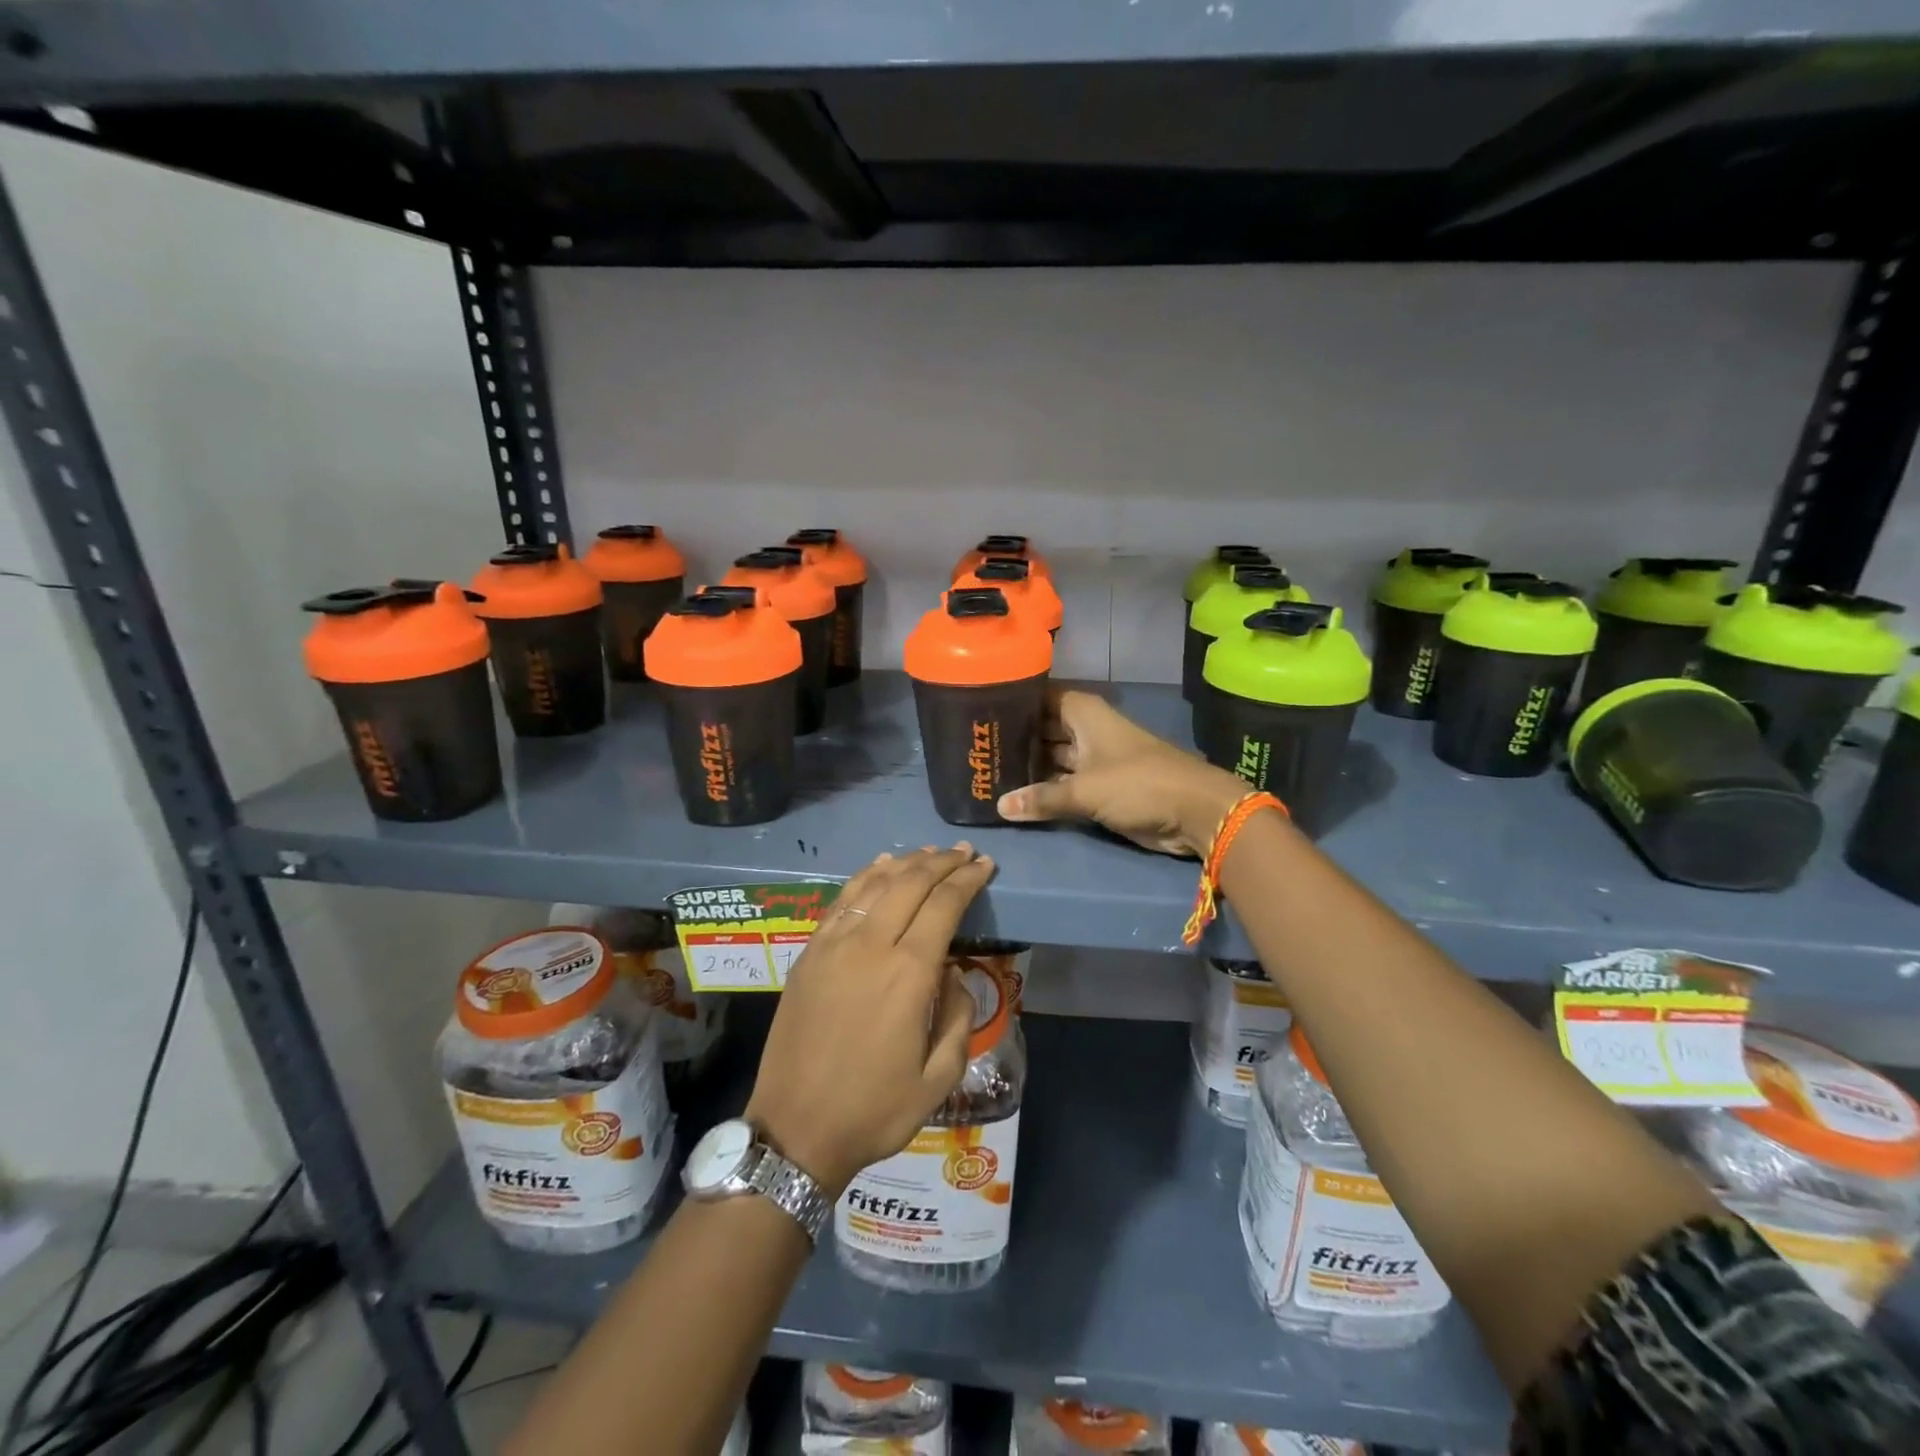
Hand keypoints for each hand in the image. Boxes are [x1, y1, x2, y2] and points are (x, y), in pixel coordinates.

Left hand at [745, 845, 993, 1194]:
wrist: (795, 1130)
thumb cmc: (874, 1110)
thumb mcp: (939, 1078)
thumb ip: (958, 1017)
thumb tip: (952, 974)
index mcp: (908, 973)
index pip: (944, 905)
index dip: (968, 879)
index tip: (985, 865)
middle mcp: (870, 945)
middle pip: (911, 882)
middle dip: (943, 861)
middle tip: (965, 853)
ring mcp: (834, 945)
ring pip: (875, 883)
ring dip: (907, 863)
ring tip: (930, 853)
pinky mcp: (810, 952)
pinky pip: (842, 900)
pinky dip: (867, 876)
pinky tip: (881, 867)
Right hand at [996, 689, 1247, 857]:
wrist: (1195, 812)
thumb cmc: (1139, 784)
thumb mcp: (1086, 790)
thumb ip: (1042, 798)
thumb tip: (1000, 806)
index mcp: (1082, 712)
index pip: (1037, 696)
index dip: (1009, 701)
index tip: (974, 709)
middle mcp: (1084, 729)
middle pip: (1040, 728)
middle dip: (1012, 738)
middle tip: (971, 747)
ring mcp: (1091, 758)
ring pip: (1050, 757)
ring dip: (1025, 766)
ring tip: (983, 771)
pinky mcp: (1098, 786)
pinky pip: (1061, 783)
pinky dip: (1042, 789)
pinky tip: (1012, 795)